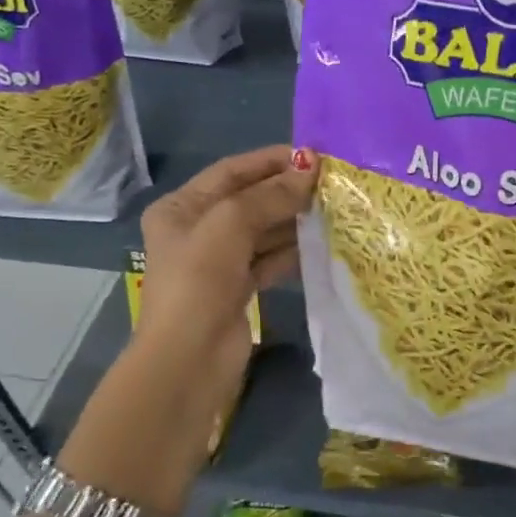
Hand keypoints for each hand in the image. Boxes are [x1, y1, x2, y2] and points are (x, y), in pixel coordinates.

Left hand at [134, 145, 316, 396]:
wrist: (189, 360)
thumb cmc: (199, 282)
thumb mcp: (230, 225)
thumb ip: (270, 195)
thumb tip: (310, 169)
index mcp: (182, 208)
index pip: (232, 171)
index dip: (271, 161)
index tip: (313, 156)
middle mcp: (197, 230)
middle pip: (249, 199)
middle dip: (287, 190)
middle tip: (331, 184)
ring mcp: (218, 261)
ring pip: (263, 230)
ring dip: (295, 220)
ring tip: (334, 209)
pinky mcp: (239, 287)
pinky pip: (270, 258)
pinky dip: (293, 250)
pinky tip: (322, 243)